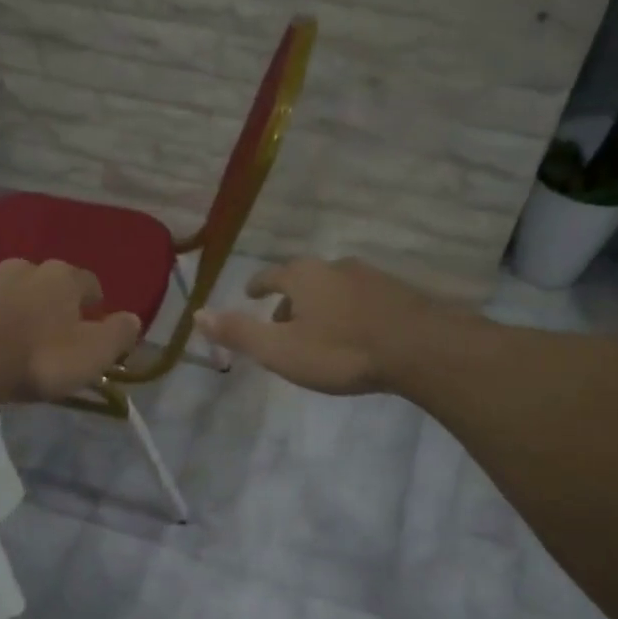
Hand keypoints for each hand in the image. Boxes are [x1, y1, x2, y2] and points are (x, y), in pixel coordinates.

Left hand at [0, 258, 140, 402]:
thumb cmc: (36, 358)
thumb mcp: (91, 355)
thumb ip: (117, 335)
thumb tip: (133, 319)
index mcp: (61, 279)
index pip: (89, 282)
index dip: (94, 302)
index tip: (94, 322)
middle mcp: (22, 269)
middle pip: (44, 281)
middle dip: (50, 302)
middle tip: (52, 333)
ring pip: (5, 290)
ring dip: (13, 308)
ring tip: (12, 339)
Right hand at [195, 257, 444, 395]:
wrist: (421, 349)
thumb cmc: (342, 351)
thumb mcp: (280, 350)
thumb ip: (238, 333)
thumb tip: (196, 314)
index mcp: (303, 276)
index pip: (271, 276)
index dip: (258, 286)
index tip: (252, 293)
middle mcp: (335, 267)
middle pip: (303, 280)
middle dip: (289, 299)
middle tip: (282, 323)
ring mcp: (370, 277)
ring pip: (334, 288)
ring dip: (321, 306)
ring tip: (318, 332)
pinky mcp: (398, 292)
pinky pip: (362, 298)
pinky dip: (349, 311)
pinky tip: (356, 333)